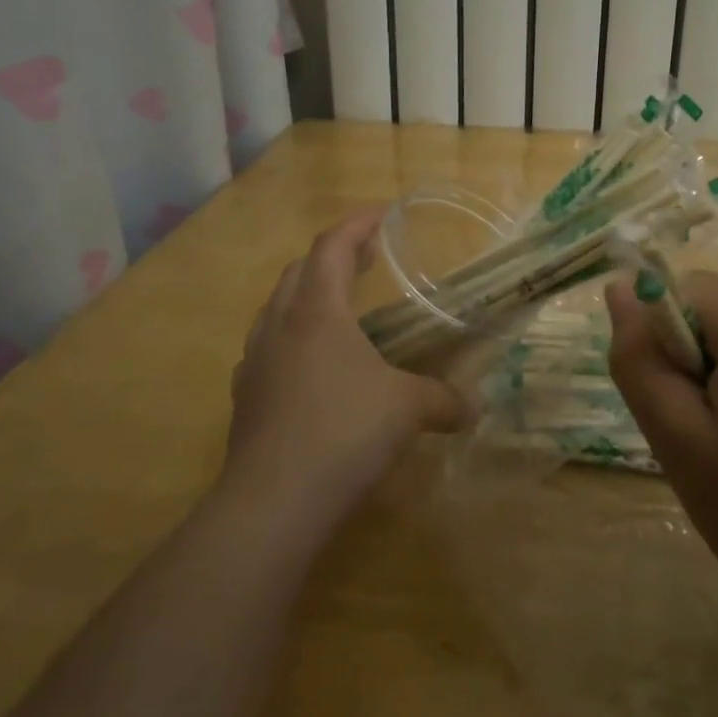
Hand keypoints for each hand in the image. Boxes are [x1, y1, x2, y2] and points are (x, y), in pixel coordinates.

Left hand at [225, 210, 471, 536]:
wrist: (273, 502)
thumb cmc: (344, 432)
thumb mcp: (408, 409)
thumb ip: (444, 400)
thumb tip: (472, 408)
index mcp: (316, 312)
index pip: (332, 247)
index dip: (358, 224)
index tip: (383, 214)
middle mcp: (279, 326)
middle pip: (300, 271)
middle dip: (333, 255)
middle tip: (366, 258)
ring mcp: (255, 362)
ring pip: (276, 309)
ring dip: (306, 295)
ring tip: (338, 307)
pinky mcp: (245, 398)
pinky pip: (268, 348)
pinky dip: (292, 338)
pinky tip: (312, 365)